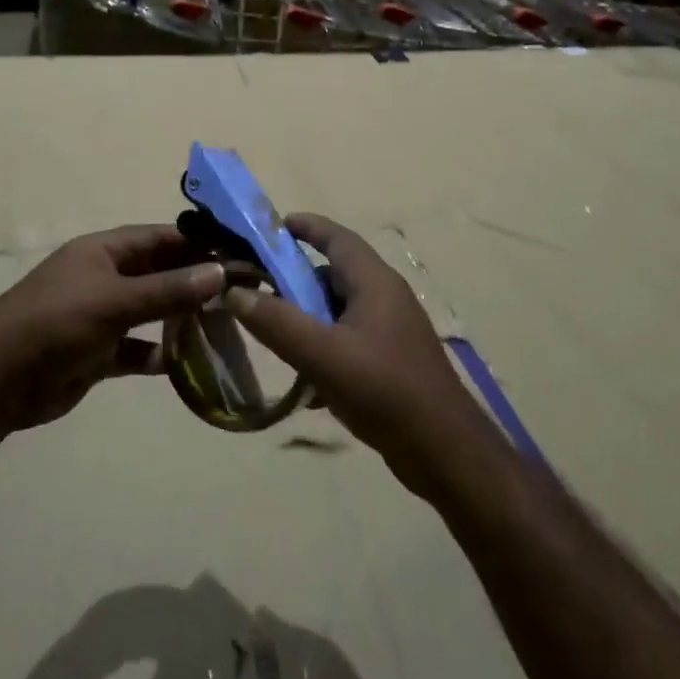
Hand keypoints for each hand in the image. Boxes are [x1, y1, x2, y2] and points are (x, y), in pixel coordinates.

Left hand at [0, 225, 224, 433]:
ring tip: (222, 324)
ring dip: (180, 317)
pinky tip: (184, 362)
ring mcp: (100, 315)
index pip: (159, 238)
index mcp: (103, 251)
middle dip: (194, 280)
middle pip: (158, 273)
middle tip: (240, 290)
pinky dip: (157, 354)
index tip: (237, 252)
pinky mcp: (96, 352)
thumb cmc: (56, 324)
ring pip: (150, 310)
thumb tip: (221, 271)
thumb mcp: (114, 301)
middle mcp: (103, 277)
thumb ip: (167, 290)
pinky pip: (135, 348)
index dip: (197, 242)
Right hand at [224, 214, 503, 499]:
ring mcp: (391, 330)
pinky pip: (348, 338)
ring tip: (272, 331)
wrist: (444, 451)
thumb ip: (276, 322)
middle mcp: (385, 297)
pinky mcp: (391, 361)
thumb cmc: (384, 390)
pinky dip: (323, 344)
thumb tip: (235, 292)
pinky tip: (303, 376)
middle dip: (295, 276)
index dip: (304, 226)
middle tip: (256, 286)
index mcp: (375, 282)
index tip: (269, 227)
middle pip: (334, 272)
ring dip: (307, 314)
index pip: (336, 237)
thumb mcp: (322, 354)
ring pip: (339, 308)